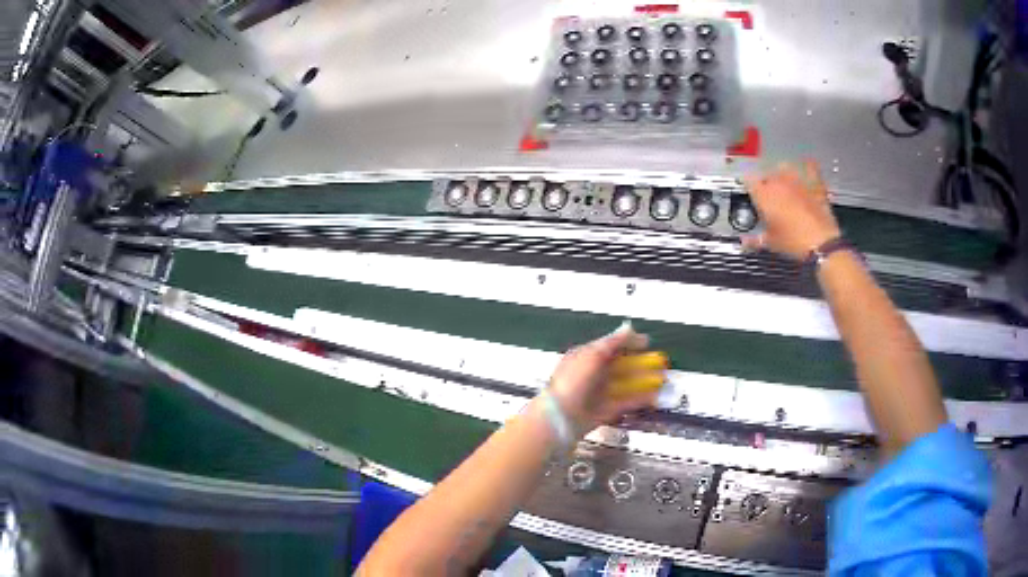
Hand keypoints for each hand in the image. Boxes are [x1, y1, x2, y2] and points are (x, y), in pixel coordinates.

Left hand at [545, 324, 660, 434]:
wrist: (561, 417)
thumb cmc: (574, 381)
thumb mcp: (593, 355)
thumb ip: (613, 342)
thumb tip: (628, 328)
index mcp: (586, 357)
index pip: (611, 346)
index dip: (629, 343)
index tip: (647, 343)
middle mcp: (593, 374)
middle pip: (621, 365)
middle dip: (640, 364)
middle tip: (660, 363)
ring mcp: (600, 393)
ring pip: (626, 384)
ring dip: (644, 381)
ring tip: (662, 378)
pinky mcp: (606, 410)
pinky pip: (626, 402)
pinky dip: (641, 399)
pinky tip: (654, 396)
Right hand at [742, 161, 841, 259]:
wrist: (821, 241)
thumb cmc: (793, 241)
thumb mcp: (771, 243)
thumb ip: (756, 239)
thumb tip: (745, 242)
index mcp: (763, 194)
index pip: (748, 181)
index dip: (748, 187)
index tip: (750, 194)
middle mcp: (778, 180)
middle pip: (766, 175)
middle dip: (766, 185)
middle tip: (770, 200)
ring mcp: (797, 178)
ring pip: (784, 167)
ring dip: (782, 175)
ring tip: (785, 186)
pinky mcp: (814, 180)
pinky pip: (808, 166)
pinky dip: (806, 168)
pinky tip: (806, 171)